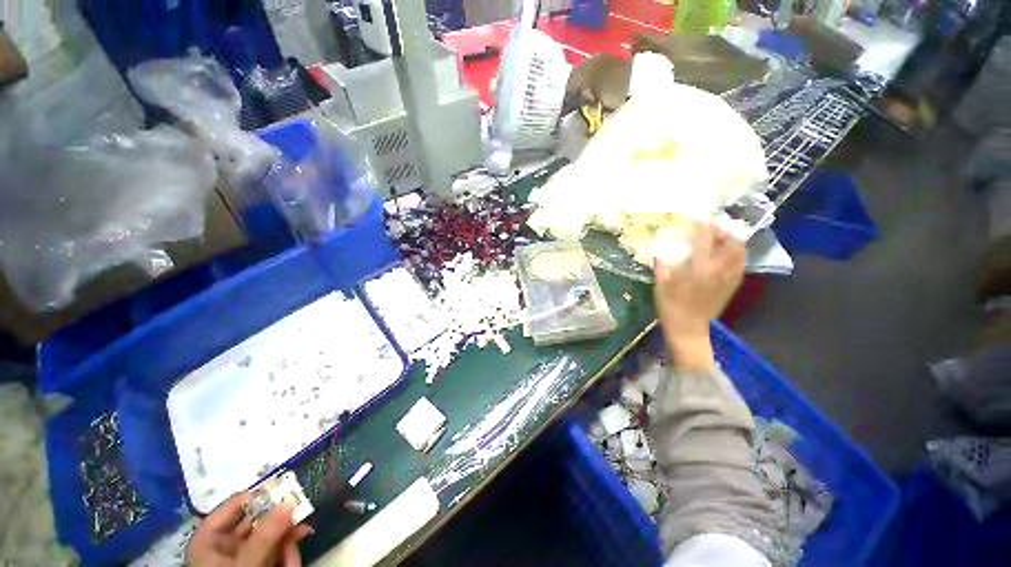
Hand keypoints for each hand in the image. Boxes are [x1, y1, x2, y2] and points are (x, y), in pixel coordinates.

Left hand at [187, 493, 312, 566]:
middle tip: (303, 518)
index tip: (287, 488)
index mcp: (209, 539)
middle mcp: (224, 544)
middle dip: (282, 521)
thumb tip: (292, 499)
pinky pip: (276, 550)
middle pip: (257, 519)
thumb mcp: (246, 566)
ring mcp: (241, 556)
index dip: (259, 494)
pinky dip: (288, 554)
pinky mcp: (257, 565)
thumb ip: (266, 535)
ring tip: (296, 552)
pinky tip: (293, 562)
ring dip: (288, 540)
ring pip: (271, 534)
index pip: (234, 504)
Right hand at [654, 224, 745, 369]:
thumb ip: (663, 262)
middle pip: (731, 242)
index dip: (699, 226)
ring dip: (730, 242)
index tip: (692, 220)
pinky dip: (734, 255)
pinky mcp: (732, 286)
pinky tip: (722, 257)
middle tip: (708, 231)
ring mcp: (729, 278)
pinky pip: (739, 264)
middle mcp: (720, 269)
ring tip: (717, 241)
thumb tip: (661, 245)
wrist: (688, 329)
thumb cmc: (670, 306)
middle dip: (721, 231)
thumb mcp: (661, 282)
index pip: (704, 238)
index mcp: (700, 267)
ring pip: (739, 252)